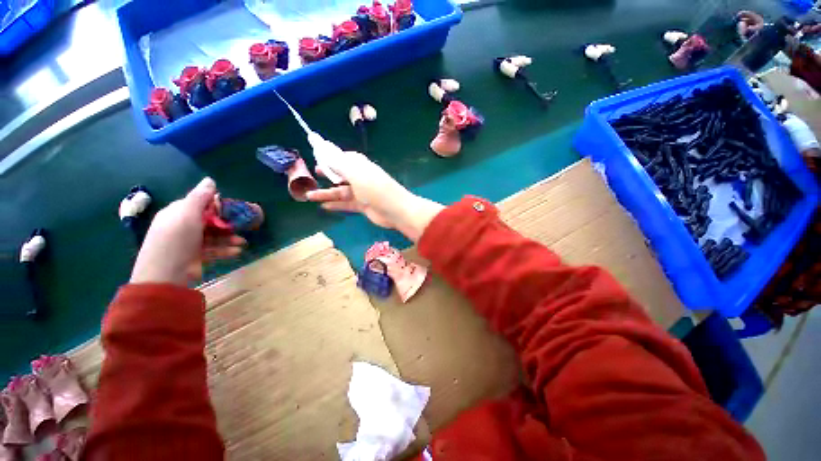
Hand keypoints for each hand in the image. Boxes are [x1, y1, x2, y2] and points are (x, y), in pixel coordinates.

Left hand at [130, 178, 245, 285]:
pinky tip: (237, 251)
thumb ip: (200, 197)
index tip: (230, 209)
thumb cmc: (177, 239)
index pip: (198, 205)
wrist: (166, 274)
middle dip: (226, 224)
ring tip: (242, 242)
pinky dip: (225, 250)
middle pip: (208, 222)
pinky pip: (213, 250)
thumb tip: (210, 180)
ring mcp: (188, 243)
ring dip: (229, 238)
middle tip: (240, 226)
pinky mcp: (195, 257)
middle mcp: (182, 227)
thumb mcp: (188, 214)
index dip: (215, 206)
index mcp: (177, 213)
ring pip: (213, 237)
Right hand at [306, 151, 443, 241]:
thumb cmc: (375, 188)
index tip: (315, 155)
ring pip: (340, 191)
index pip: (342, 157)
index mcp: (360, 165)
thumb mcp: (355, 173)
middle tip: (312, 174)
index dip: (330, 157)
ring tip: (308, 195)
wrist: (395, 210)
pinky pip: (346, 204)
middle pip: (340, 174)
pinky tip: (323, 207)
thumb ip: (338, 163)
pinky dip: (336, 205)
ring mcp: (362, 193)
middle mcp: (360, 177)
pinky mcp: (363, 206)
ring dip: (326, 193)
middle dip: (327, 174)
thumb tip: (323, 149)